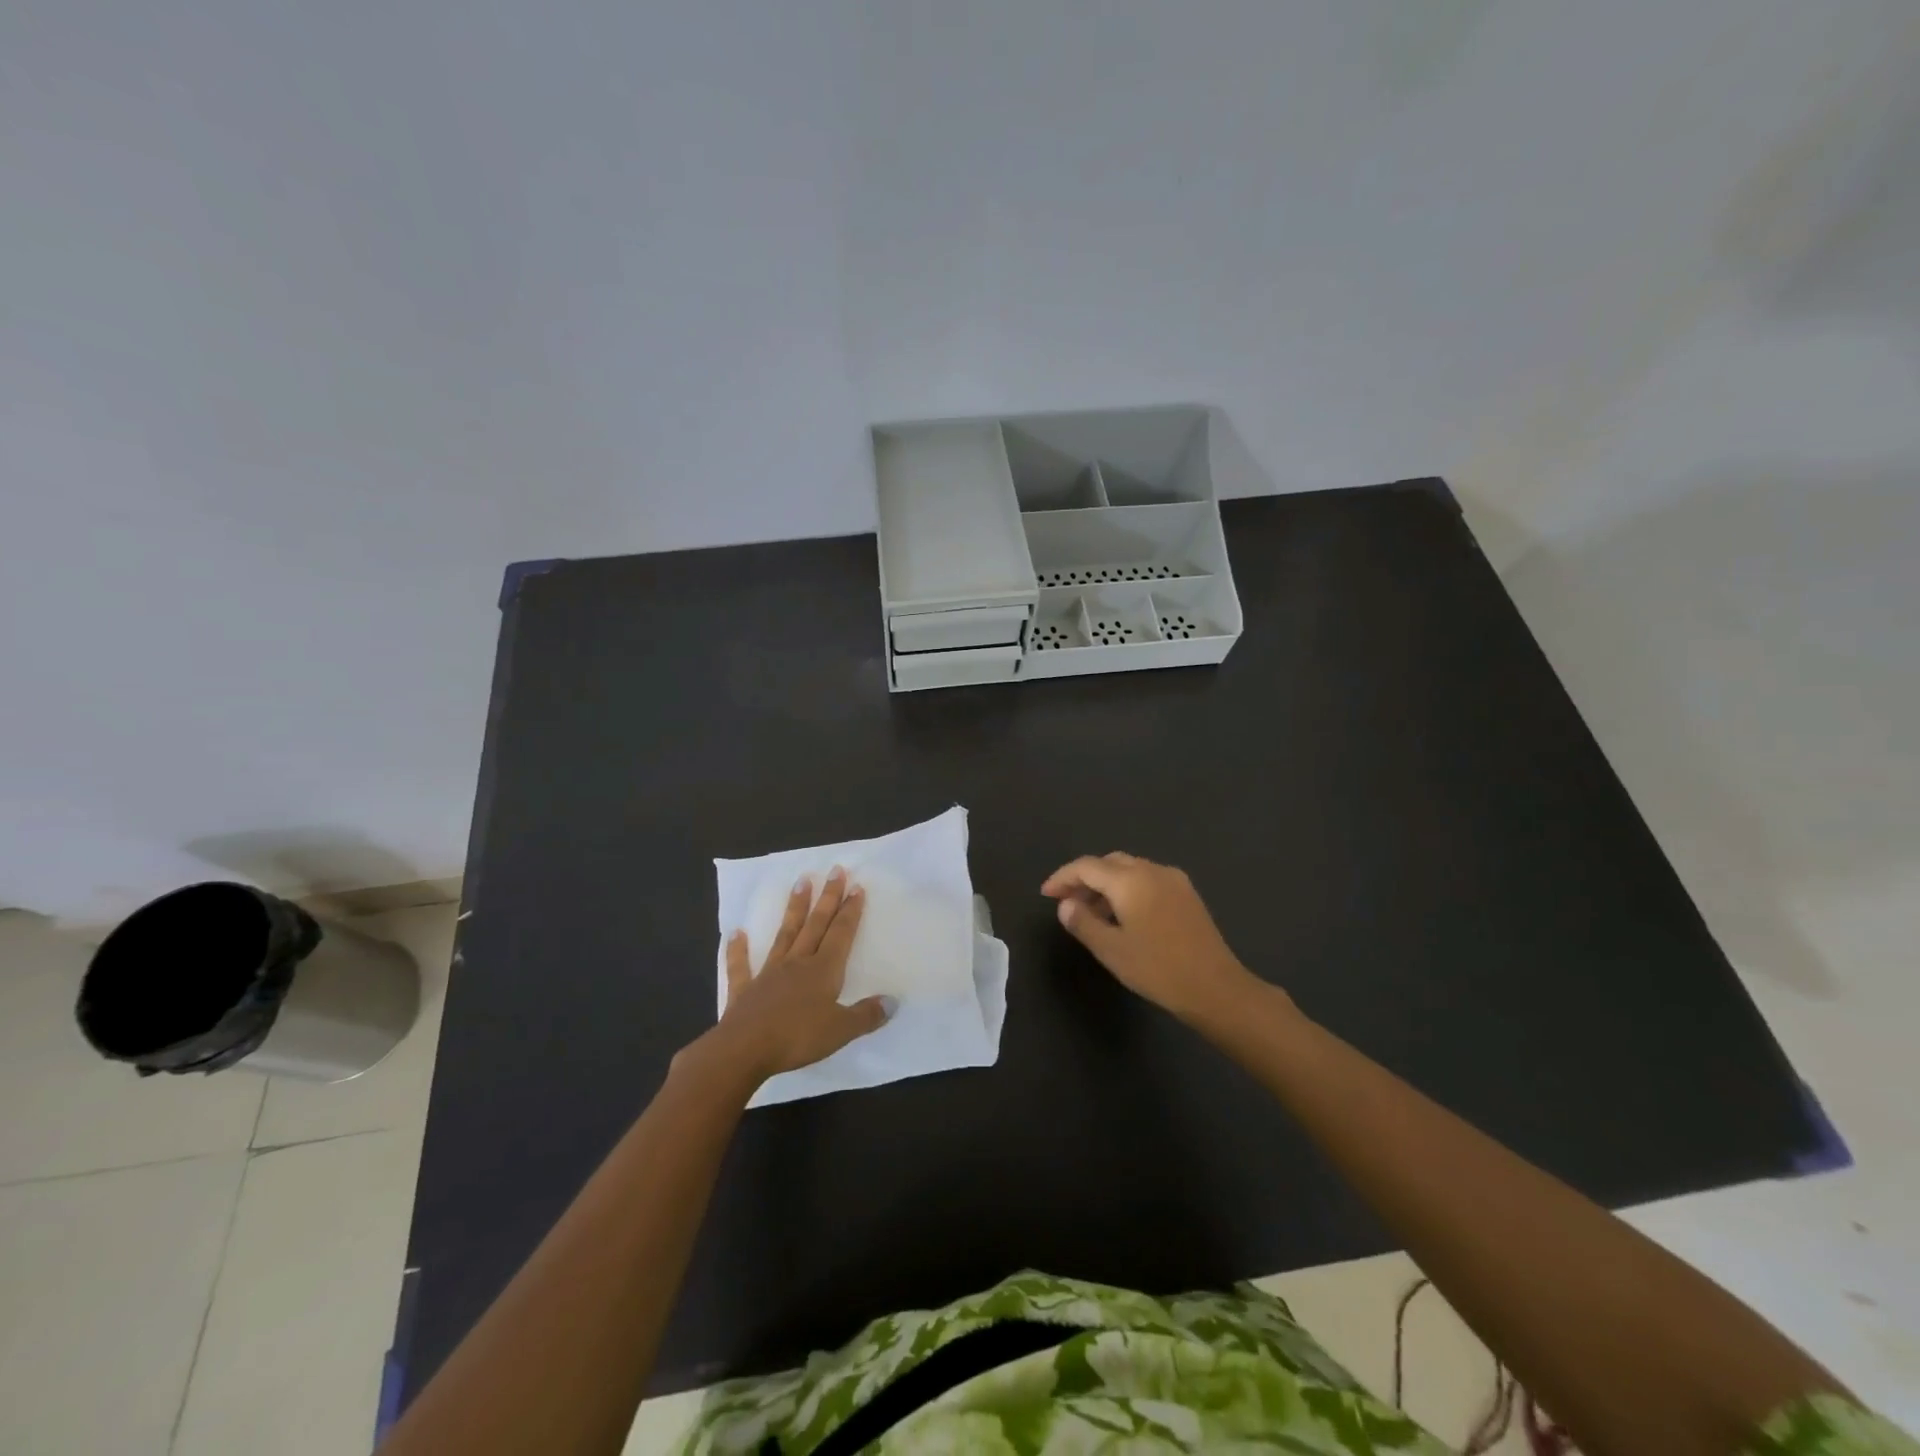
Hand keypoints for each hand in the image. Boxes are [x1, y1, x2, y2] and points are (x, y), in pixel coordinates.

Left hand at [703, 867, 892, 1085]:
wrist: (744, 1049)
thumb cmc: (797, 1038)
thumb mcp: (841, 1030)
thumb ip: (867, 1015)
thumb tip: (893, 1001)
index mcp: (823, 970)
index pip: (841, 934)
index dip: (850, 911)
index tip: (856, 886)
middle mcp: (798, 963)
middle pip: (816, 924)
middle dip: (827, 897)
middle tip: (834, 870)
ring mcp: (769, 973)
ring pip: (785, 934)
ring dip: (794, 908)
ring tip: (800, 882)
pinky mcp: (745, 990)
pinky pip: (741, 966)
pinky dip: (738, 949)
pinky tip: (736, 933)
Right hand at [1041, 852, 1263, 1023]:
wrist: (1216, 988)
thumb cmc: (1158, 969)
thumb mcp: (1111, 950)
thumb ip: (1083, 922)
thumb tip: (1066, 904)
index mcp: (1130, 879)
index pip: (1086, 866)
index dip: (1062, 877)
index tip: (1046, 894)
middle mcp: (1152, 870)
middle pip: (1109, 863)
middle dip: (1084, 878)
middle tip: (1067, 903)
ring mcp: (1173, 880)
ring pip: (1130, 869)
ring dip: (1106, 884)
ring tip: (1092, 913)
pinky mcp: (1187, 894)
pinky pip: (1148, 879)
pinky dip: (1128, 888)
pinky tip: (1123, 915)